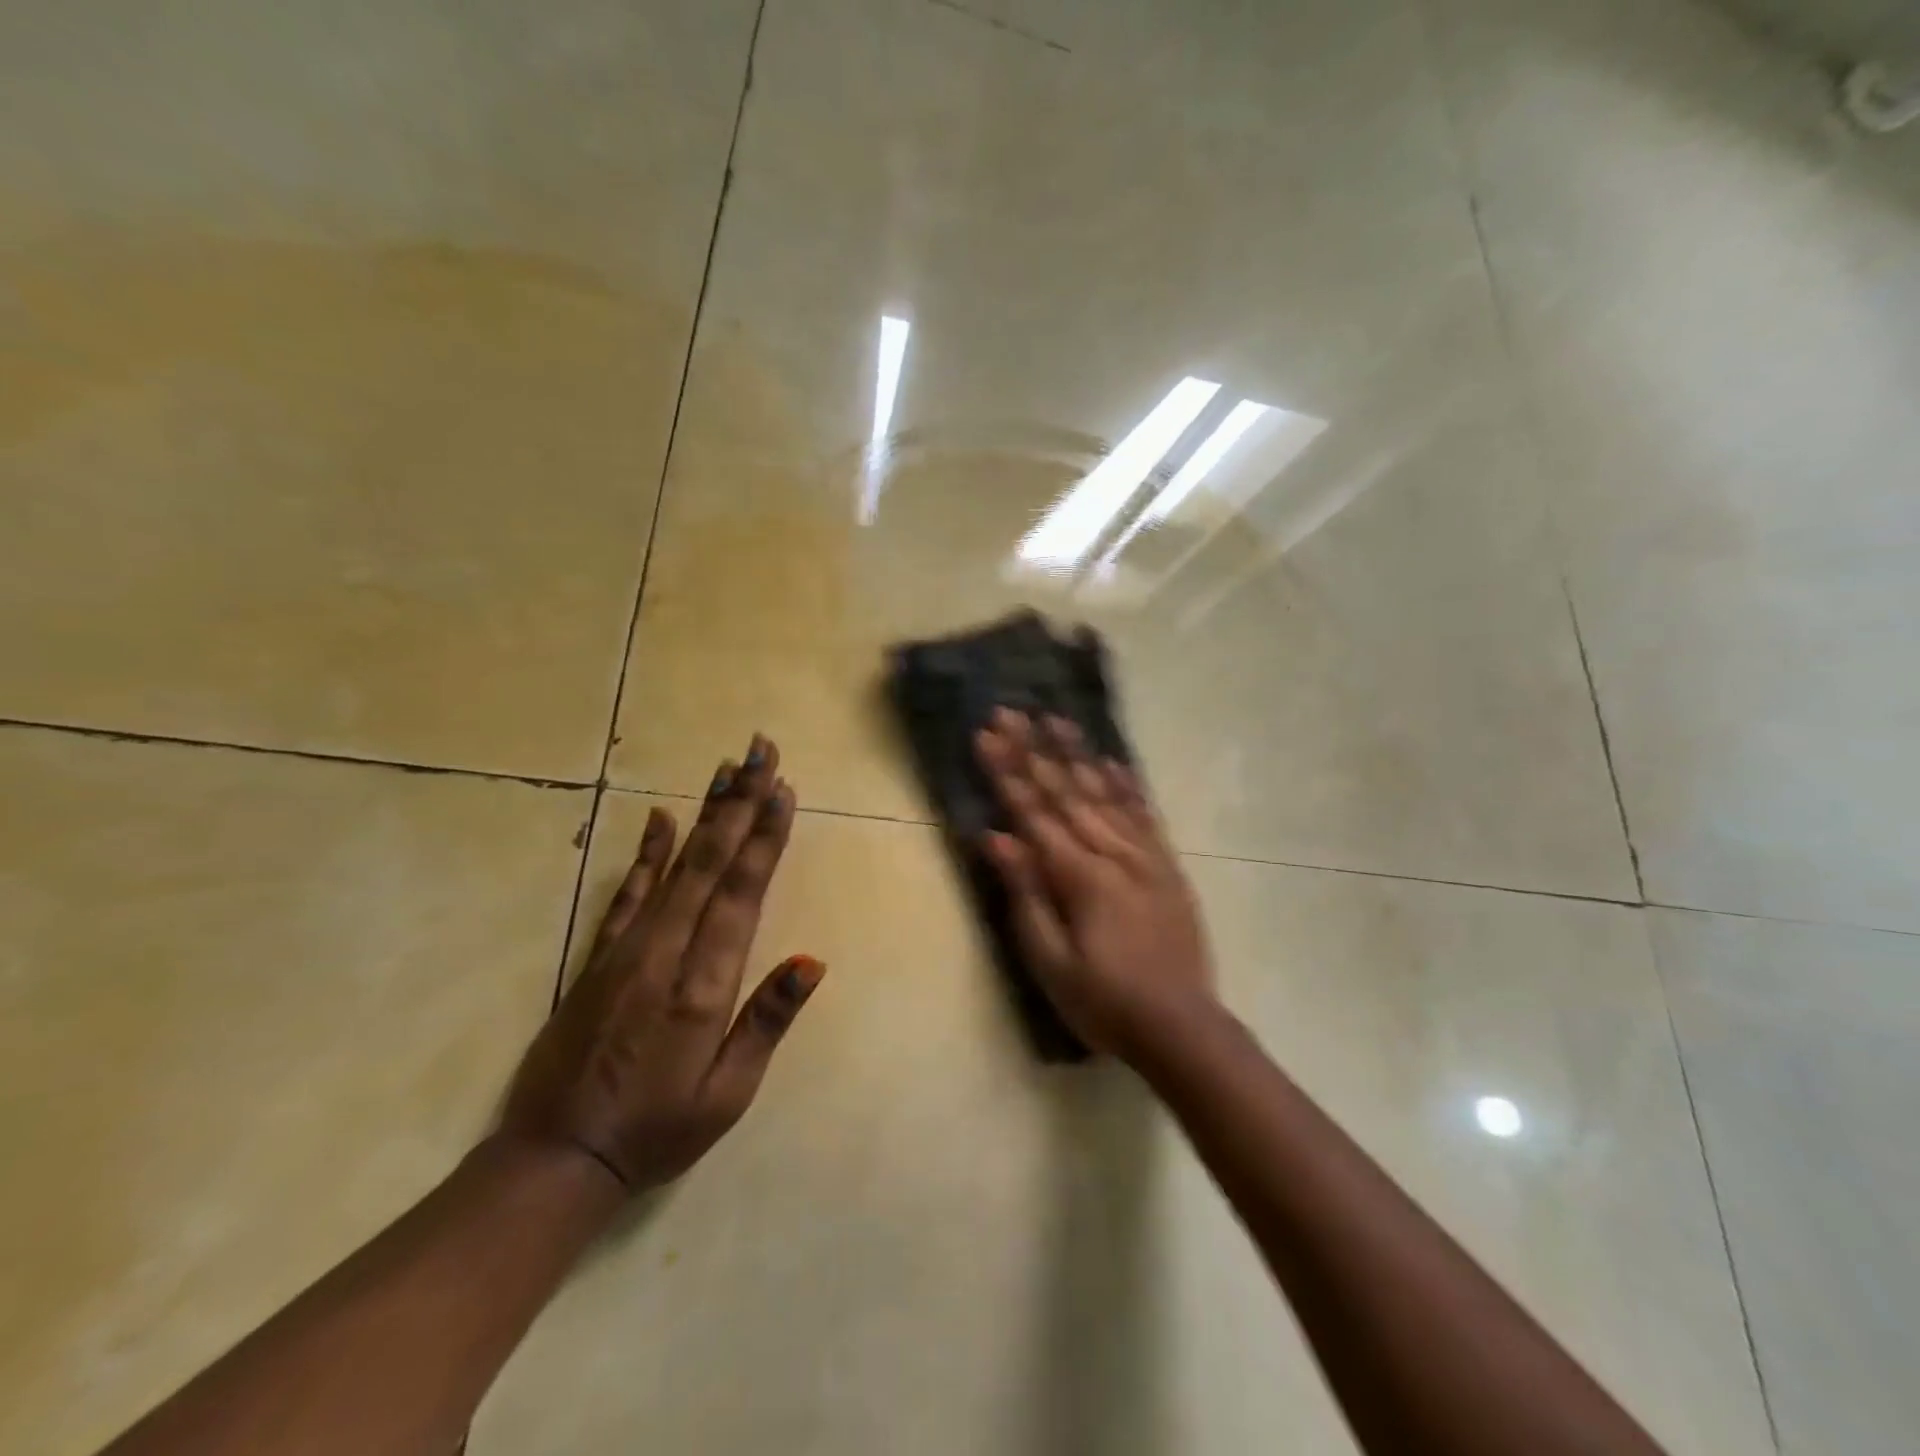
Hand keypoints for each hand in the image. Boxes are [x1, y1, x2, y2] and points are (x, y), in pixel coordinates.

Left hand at [500, 736, 824, 1190]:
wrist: (557, 1158)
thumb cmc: (658, 1130)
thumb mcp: (727, 1094)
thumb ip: (766, 1021)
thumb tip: (812, 961)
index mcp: (702, 985)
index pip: (741, 894)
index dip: (763, 839)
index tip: (782, 790)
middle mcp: (665, 953)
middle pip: (710, 863)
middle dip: (739, 803)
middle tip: (760, 752)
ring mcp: (626, 950)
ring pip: (674, 867)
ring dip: (705, 814)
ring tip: (726, 768)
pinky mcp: (599, 957)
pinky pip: (627, 895)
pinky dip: (647, 854)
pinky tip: (662, 819)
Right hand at [975, 710, 1215, 1058]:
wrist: (1181, 1027)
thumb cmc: (1103, 1002)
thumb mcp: (1050, 961)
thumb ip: (1025, 894)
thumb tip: (996, 836)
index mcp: (1080, 876)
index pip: (1034, 812)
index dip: (1008, 772)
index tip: (987, 733)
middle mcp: (1114, 853)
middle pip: (1067, 792)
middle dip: (1035, 749)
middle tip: (1012, 710)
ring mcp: (1146, 856)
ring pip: (1105, 793)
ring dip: (1078, 754)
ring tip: (1057, 718)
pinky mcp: (1167, 866)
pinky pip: (1144, 813)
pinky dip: (1126, 784)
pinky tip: (1113, 762)